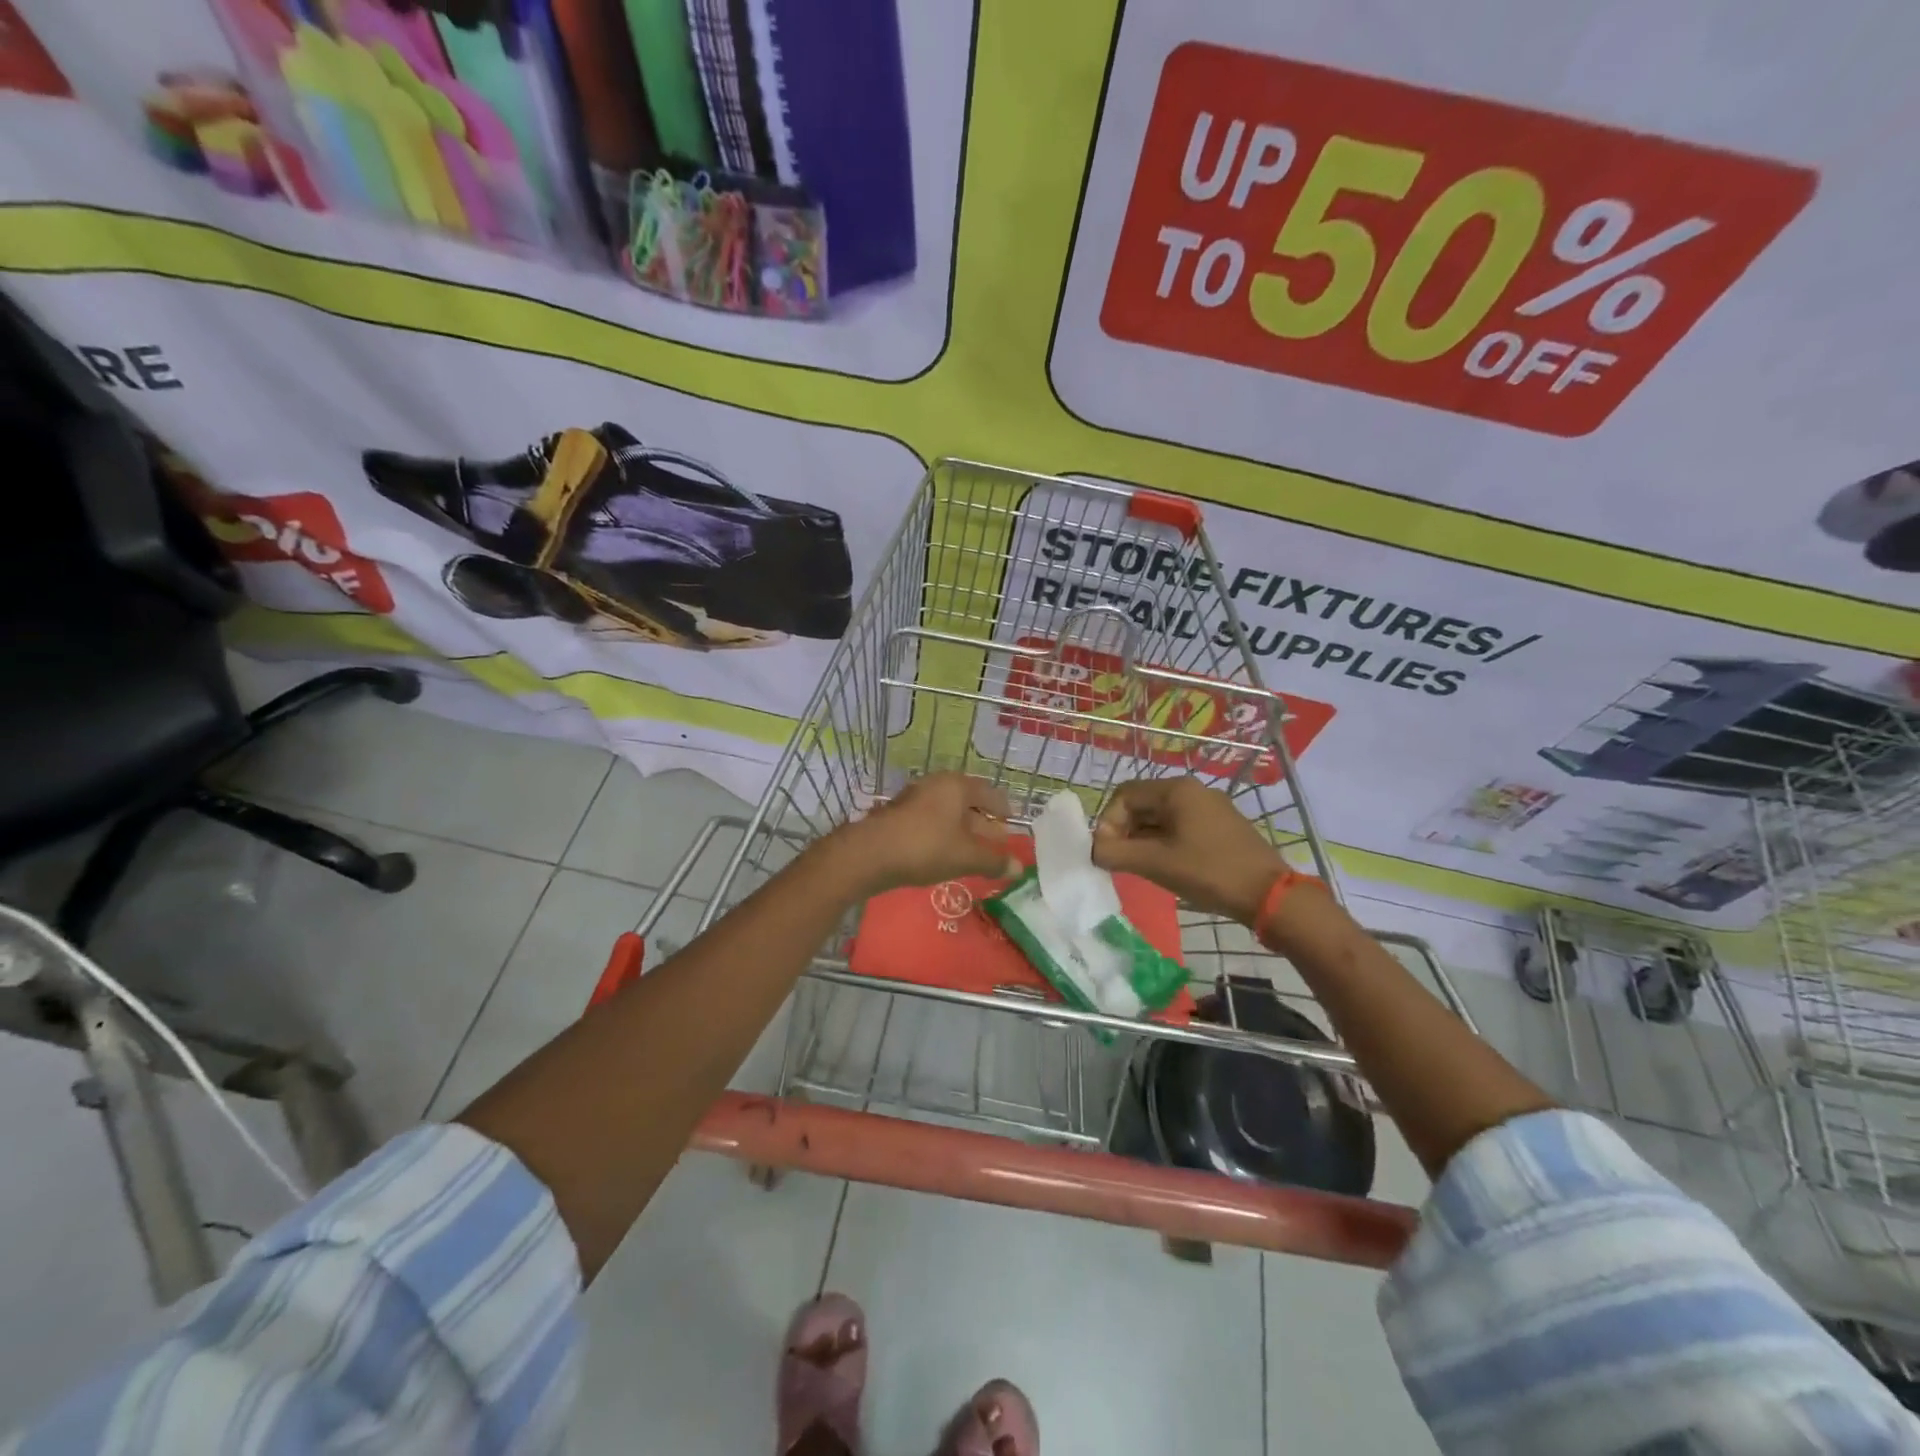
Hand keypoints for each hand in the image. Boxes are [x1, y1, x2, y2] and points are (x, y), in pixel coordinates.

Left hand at [829, 773, 1019, 896]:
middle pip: (968, 801)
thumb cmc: (926, 847)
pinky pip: (931, 821)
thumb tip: (1020, 868)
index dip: (1003, 808)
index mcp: (957, 786)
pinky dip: (944, 834)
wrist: (870, 854)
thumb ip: (994, 861)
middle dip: (984, 821)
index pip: (989, 792)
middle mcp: (937, 785)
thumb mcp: (966, 857)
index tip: (1012, 821)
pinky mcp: (899, 815)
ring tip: (975, 850)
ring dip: (963, 829)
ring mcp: (915, 798)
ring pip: (948, 812)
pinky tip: (947, 853)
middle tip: (998, 839)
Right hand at [1092, 777, 1285, 923]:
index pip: (1124, 795)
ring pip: (1160, 817)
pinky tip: (1165, 867)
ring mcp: (1209, 808)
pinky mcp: (1220, 826)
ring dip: (1142, 839)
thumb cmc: (1208, 872)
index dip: (1108, 822)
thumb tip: (1093, 849)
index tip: (1107, 852)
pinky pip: (1179, 827)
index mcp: (1176, 790)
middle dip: (1124, 831)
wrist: (1268, 895)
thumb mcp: (1155, 863)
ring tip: (1140, 867)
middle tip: (1120, 861)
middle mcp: (1192, 790)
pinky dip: (1163, 843)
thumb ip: (1116, 852)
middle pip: (1142, 804)